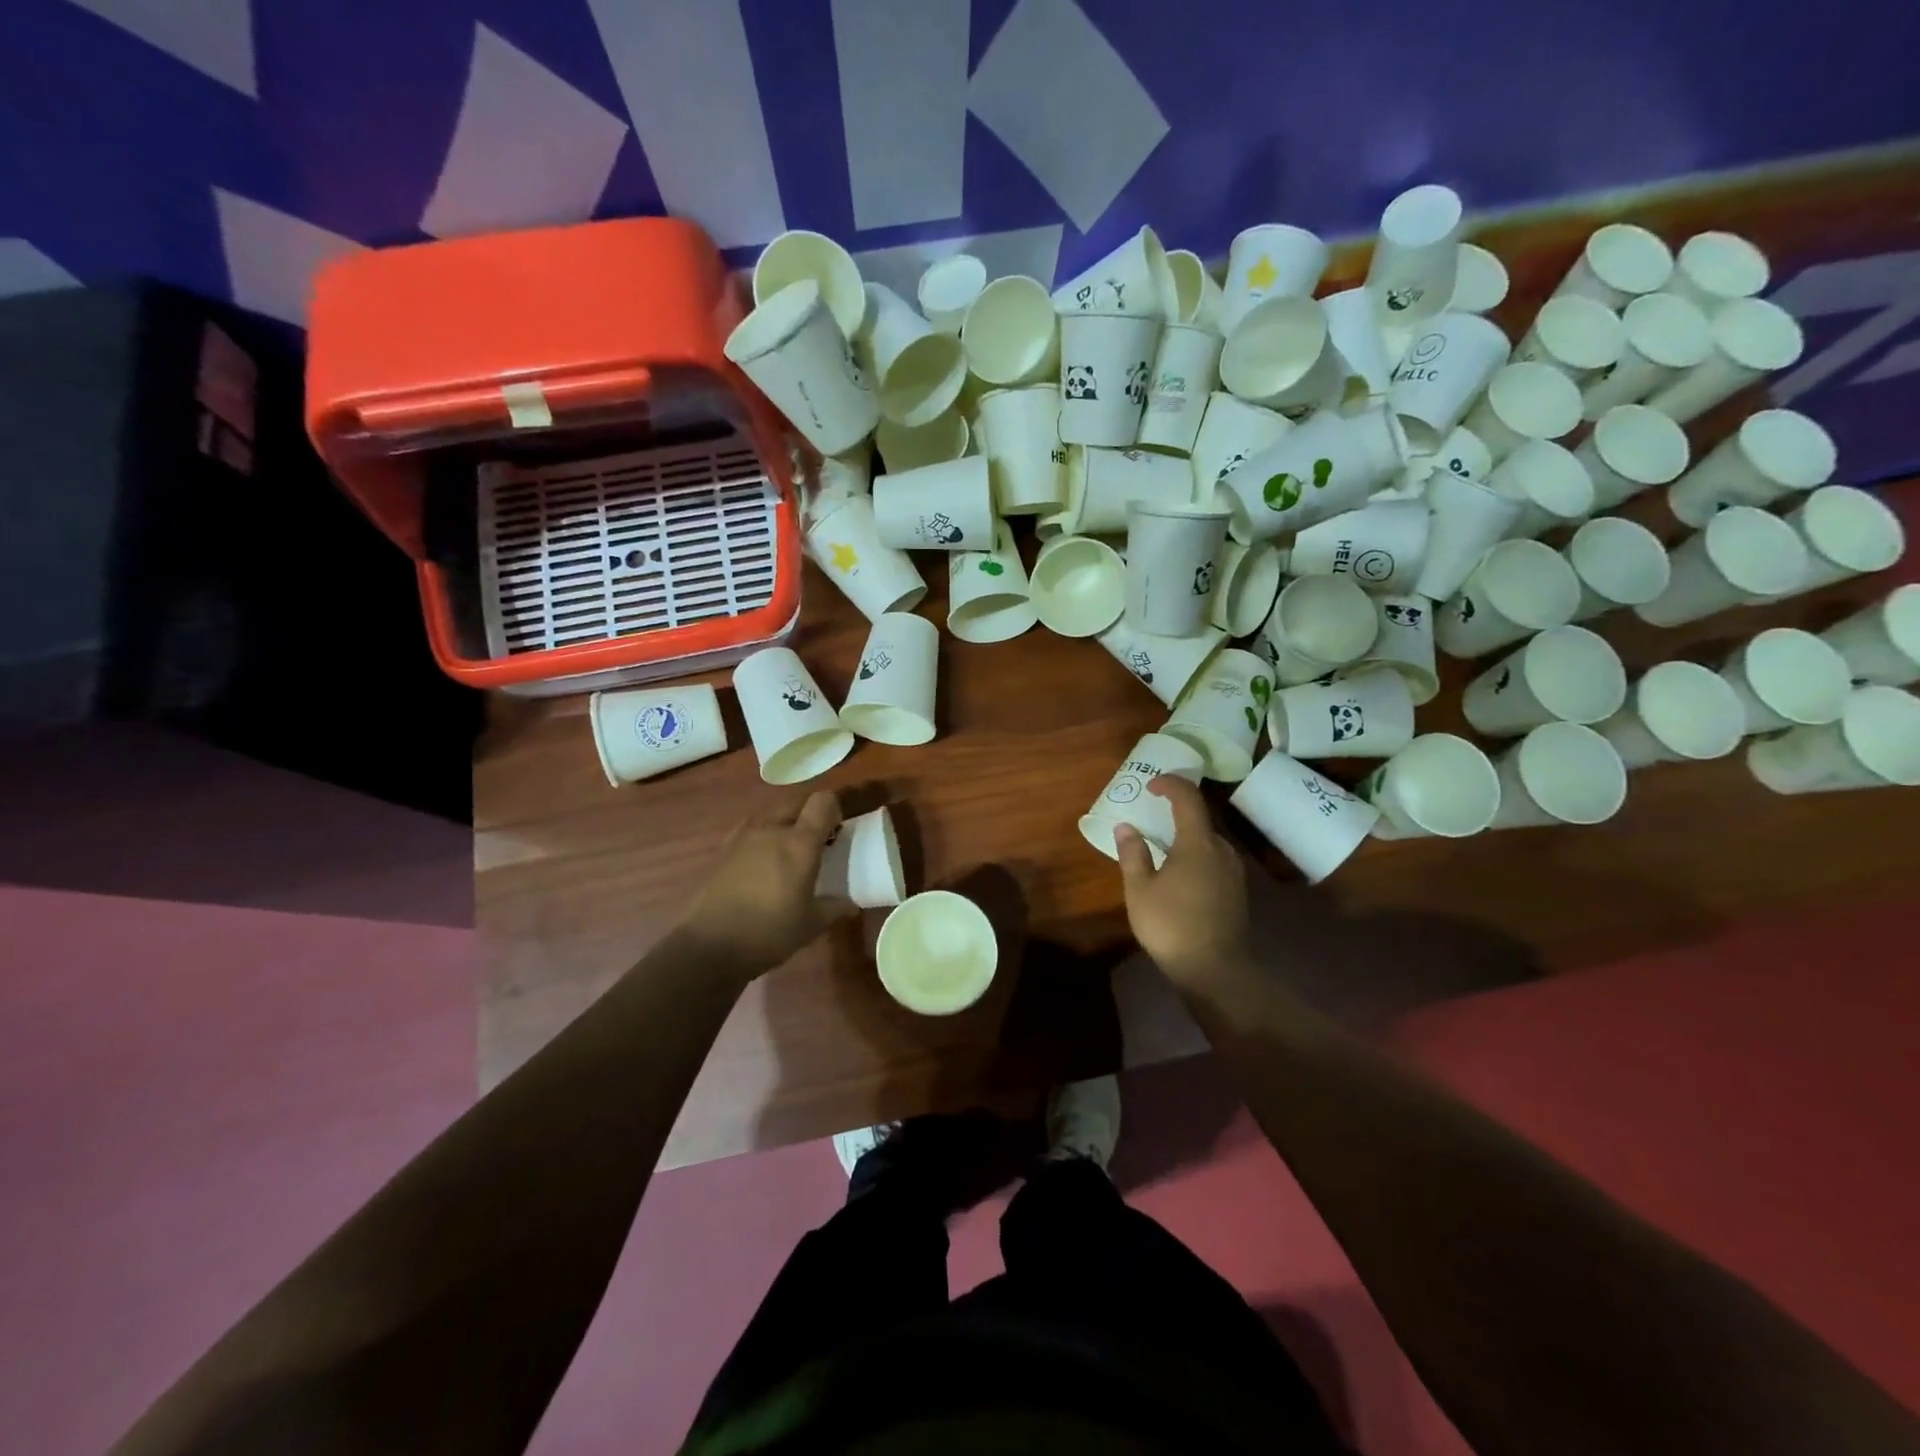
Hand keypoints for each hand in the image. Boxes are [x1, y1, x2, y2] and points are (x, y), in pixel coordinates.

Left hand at [680, 791, 847, 977]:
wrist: (708, 946)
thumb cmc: (769, 933)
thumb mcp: (811, 925)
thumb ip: (834, 907)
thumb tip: (850, 903)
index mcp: (799, 843)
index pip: (822, 802)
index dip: (834, 810)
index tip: (837, 831)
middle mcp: (771, 829)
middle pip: (795, 803)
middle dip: (809, 815)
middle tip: (816, 842)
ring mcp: (742, 837)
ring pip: (770, 815)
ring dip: (784, 824)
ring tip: (787, 853)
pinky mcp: (722, 849)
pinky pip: (749, 831)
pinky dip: (761, 838)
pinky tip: (760, 865)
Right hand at [1114, 776, 1253, 991]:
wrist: (1216, 971)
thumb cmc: (1171, 925)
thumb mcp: (1140, 890)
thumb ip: (1133, 854)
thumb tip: (1126, 827)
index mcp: (1198, 843)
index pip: (1188, 798)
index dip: (1170, 785)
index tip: (1151, 785)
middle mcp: (1221, 850)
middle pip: (1200, 819)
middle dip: (1176, 812)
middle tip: (1151, 817)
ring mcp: (1234, 872)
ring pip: (1208, 842)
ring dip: (1186, 837)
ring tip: (1161, 847)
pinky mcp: (1237, 892)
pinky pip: (1214, 861)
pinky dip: (1195, 856)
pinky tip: (1178, 875)